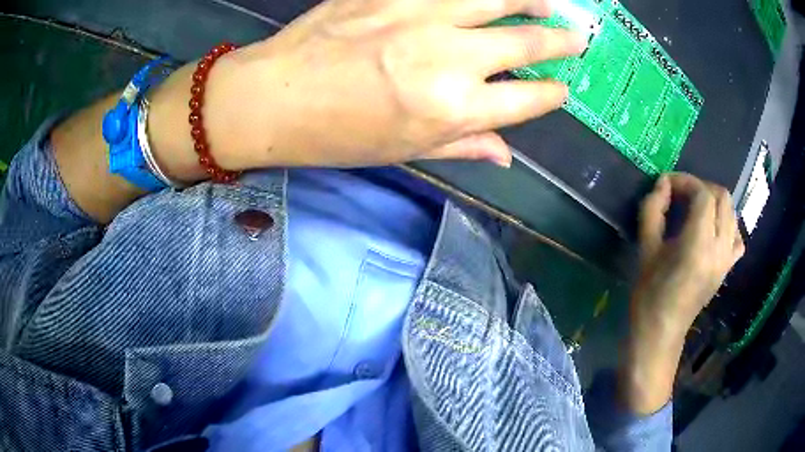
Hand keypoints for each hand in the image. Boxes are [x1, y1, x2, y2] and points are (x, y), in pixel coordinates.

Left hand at [149, 0, 586, 176]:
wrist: (273, 97)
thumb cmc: (335, 136)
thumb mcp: (403, 152)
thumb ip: (462, 147)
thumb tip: (506, 157)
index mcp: (455, 110)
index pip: (527, 100)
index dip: (551, 95)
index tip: (562, 89)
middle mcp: (451, 59)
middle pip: (526, 43)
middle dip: (560, 41)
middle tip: (578, 37)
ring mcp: (422, 16)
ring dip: (532, 0)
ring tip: (550, 3)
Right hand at [619, 173, 744, 414]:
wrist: (661, 331)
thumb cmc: (649, 294)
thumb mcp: (645, 249)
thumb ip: (653, 210)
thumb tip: (663, 184)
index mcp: (698, 245)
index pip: (703, 195)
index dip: (685, 181)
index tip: (667, 184)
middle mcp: (719, 249)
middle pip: (722, 198)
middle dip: (701, 187)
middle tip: (682, 193)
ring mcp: (727, 260)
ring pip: (732, 213)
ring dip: (714, 201)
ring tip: (696, 207)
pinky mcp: (728, 268)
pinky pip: (737, 237)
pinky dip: (728, 224)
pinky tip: (714, 229)